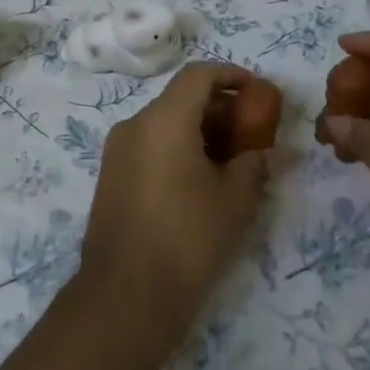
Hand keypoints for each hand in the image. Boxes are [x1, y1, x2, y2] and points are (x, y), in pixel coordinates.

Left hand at [78, 63, 272, 347]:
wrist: (125, 295)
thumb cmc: (188, 239)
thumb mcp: (235, 200)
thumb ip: (252, 163)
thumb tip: (259, 152)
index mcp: (164, 120)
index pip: (198, 75)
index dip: (231, 75)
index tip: (257, 91)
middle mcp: (134, 124)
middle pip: (180, 98)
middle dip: (218, 107)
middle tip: (250, 131)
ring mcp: (117, 150)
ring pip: (164, 122)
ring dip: (198, 129)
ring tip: (230, 160)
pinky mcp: (110, 175)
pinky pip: (149, 144)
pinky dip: (176, 146)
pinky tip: (199, 179)